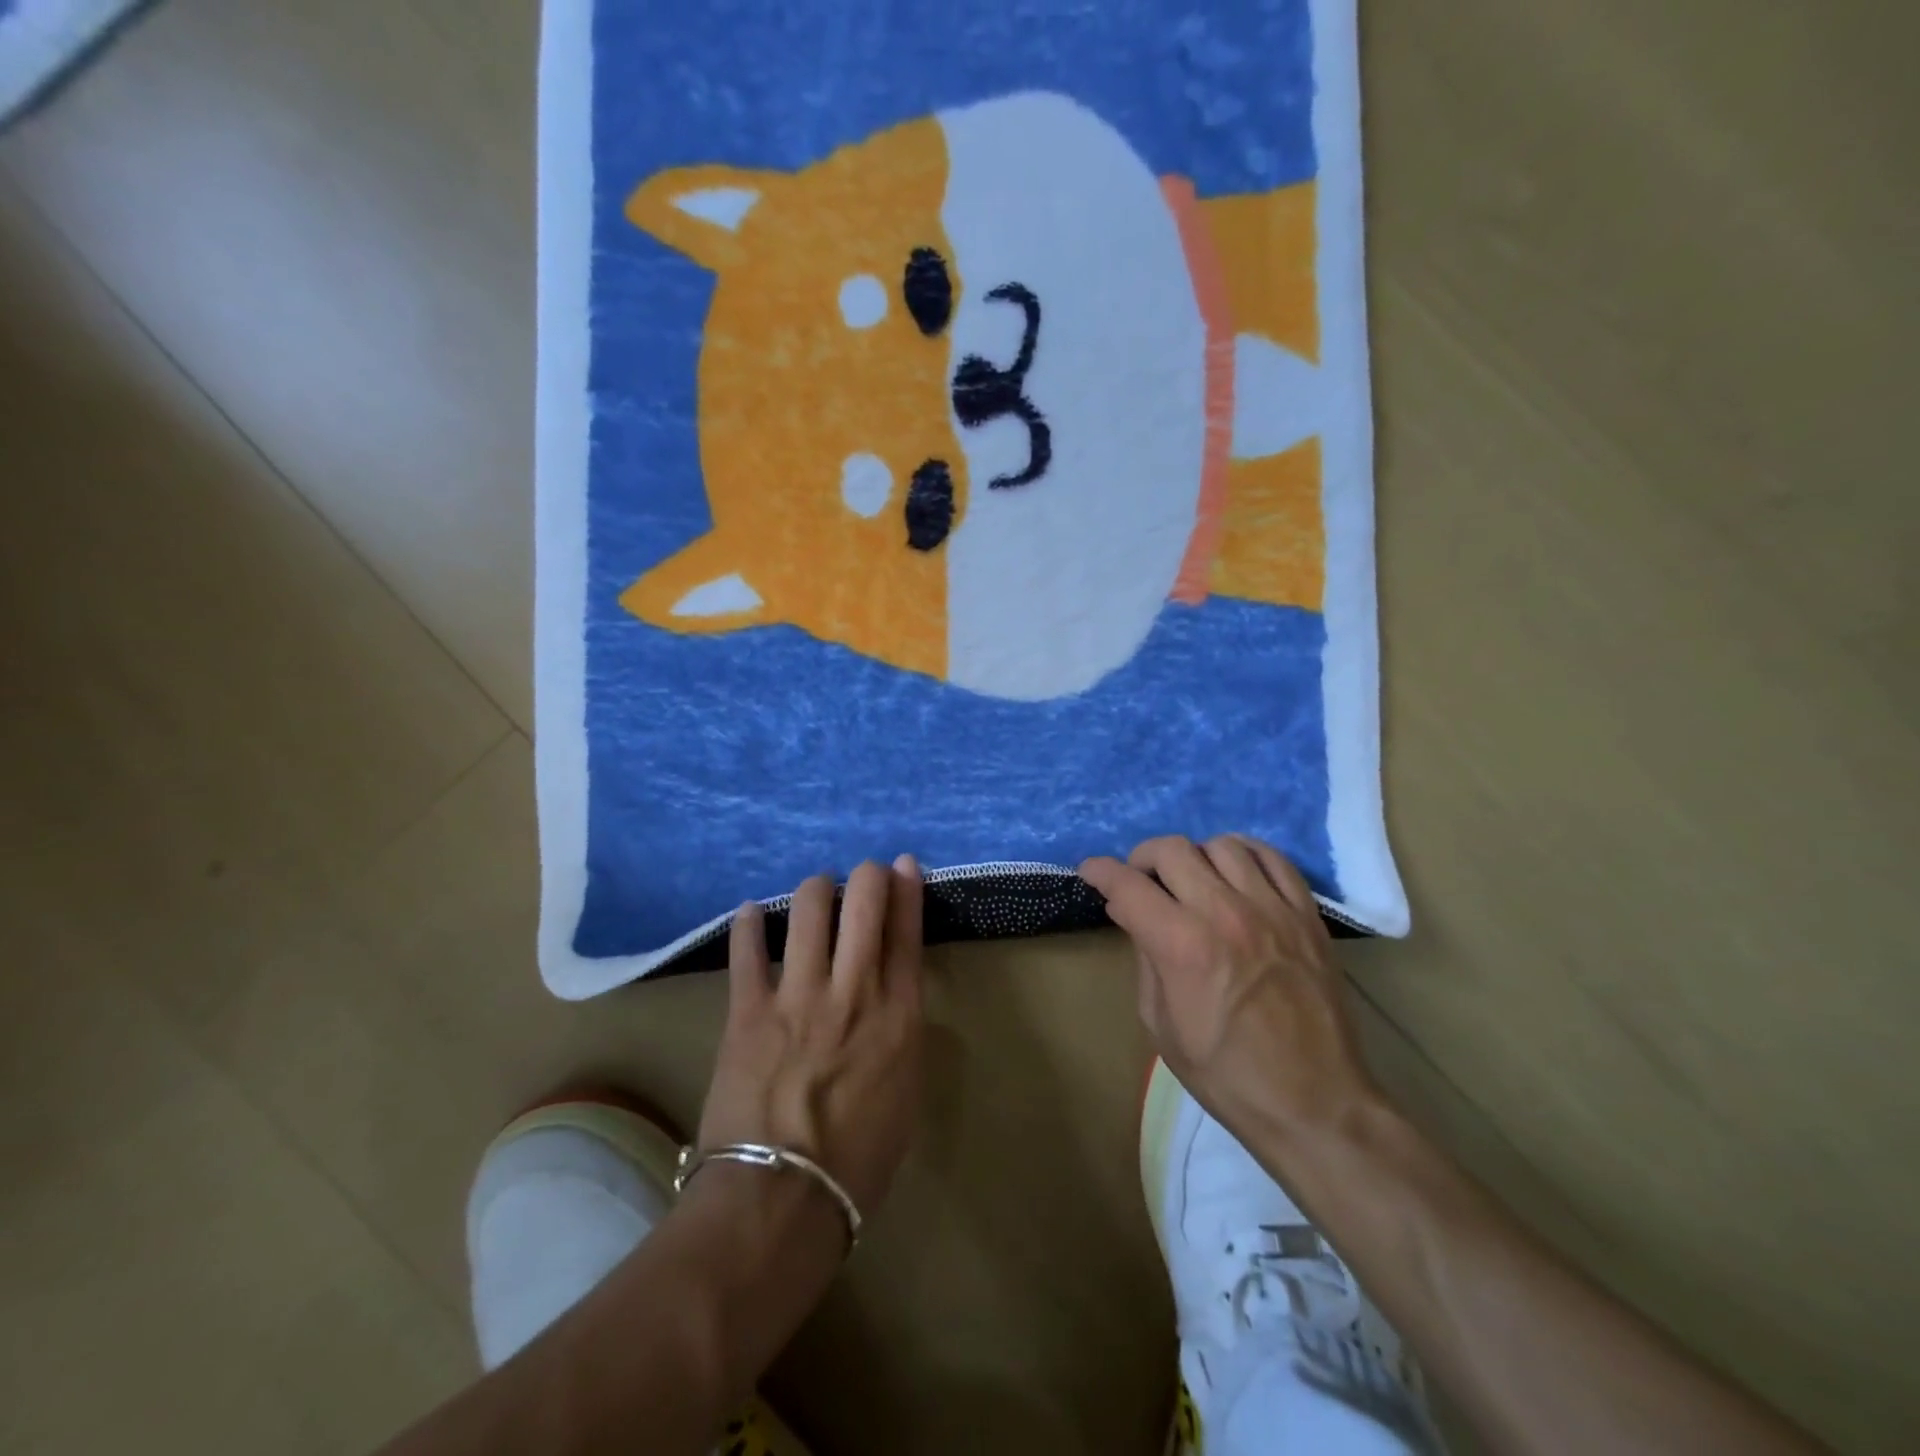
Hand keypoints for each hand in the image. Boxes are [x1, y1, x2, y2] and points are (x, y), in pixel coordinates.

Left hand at [697, 856, 925, 1219]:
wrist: (781, 1203)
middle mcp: (854, 992)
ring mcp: (799, 996)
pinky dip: (749, 924)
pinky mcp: (749, 1010)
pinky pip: (747, 950)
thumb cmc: (857, 1163)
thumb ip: (900, 1037)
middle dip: (866, 875)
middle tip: (861, 874)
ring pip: (810, 909)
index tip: (901, 865)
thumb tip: (889, 1002)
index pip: (907, 932)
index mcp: (899, 1016)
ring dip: (816, 889)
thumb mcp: (904, 1095)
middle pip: (864, 903)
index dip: (905, 889)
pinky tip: (751, 911)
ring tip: (816, 892)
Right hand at [1081, 835, 1379, 1141]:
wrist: (1314, 1104)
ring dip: (1194, 856)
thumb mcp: (1161, 1025)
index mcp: (1182, 945)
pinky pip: (1273, 858)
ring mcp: (1272, 909)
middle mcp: (1224, 913)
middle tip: (1139, 880)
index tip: (1090, 872)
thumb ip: (1144, 959)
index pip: (1128, 885)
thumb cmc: (1225, 1074)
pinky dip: (1245, 854)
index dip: (1100, 871)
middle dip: (1142, 858)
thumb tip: (1130, 913)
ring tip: (1191, 880)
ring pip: (1221, 845)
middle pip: (1171, 850)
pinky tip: (1235, 872)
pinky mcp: (1307, 915)